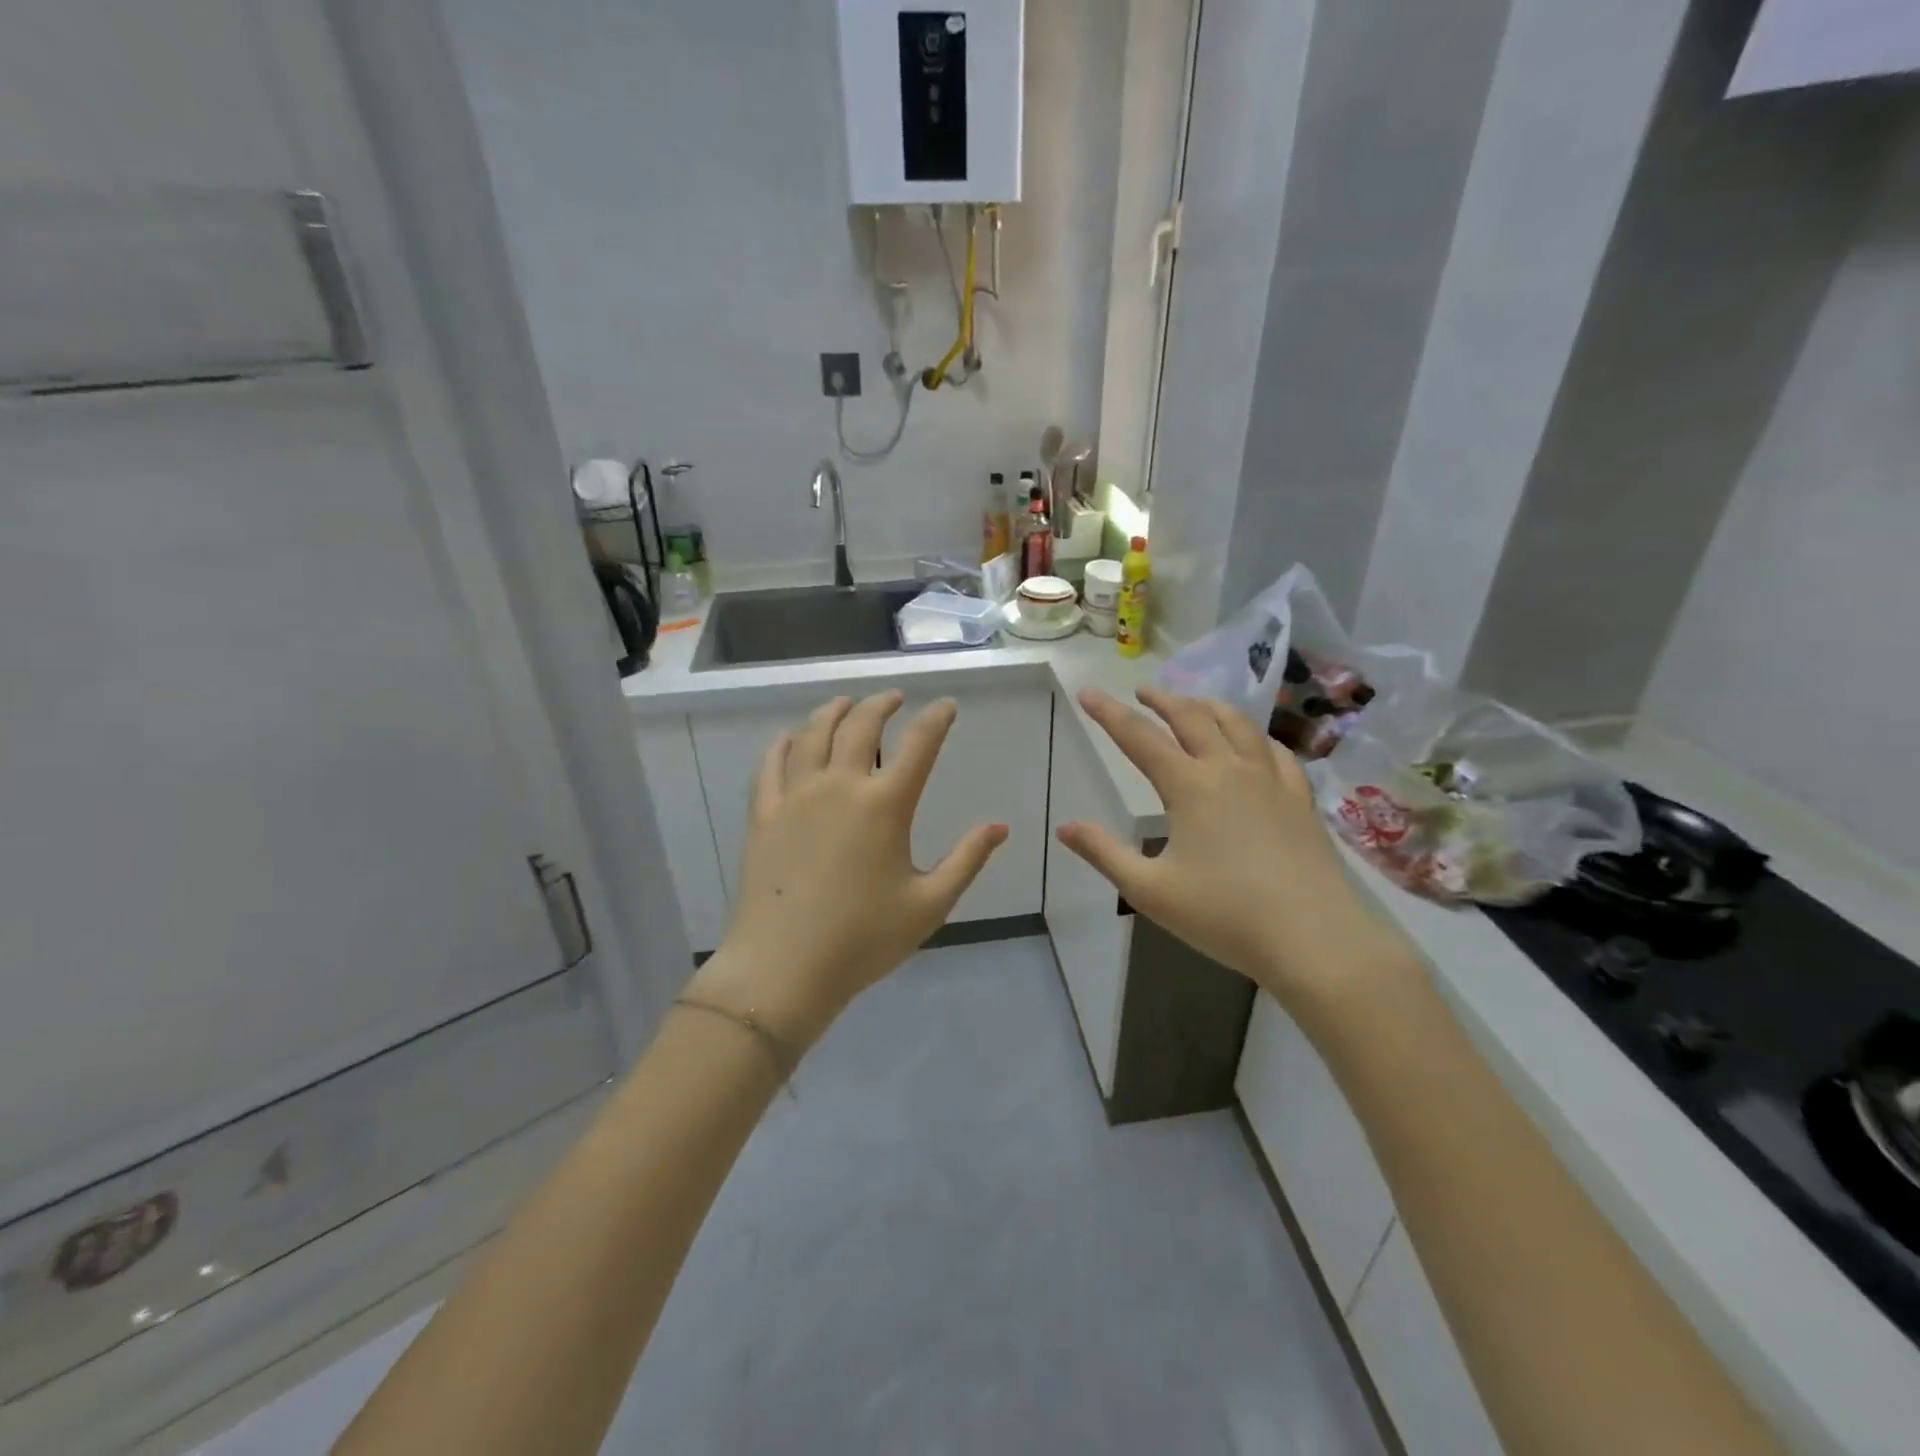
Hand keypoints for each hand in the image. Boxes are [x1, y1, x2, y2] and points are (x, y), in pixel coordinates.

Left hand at [690, 692, 1007, 1047]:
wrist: (784, 968)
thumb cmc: (864, 939)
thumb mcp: (929, 905)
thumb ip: (967, 860)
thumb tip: (1000, 826)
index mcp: (885, 805)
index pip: (919, 744)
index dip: (936, 718)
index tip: (946, 705)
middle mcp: (839, 786)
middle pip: (860, 725)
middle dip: (881, 704)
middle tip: (893, 698)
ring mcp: (796, 796)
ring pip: (813, 734)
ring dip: (833, 711)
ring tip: (846, 704)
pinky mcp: (764, 814)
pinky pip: (771, 764)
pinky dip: (784, 742)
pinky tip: (791, 737)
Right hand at [1057, 688, 1410, 1010]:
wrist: (1313, 939)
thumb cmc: (1224, 916)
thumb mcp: (1149, 890)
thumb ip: (1104, 854)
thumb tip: (1065, 827)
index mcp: (1190, 787)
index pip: (1140, 738)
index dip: (1109, 714)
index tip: (1088, 693)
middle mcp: (1229, 770)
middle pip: (1192, 719)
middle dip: (1162, 700)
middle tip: (1141, 692)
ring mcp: (1270, 781)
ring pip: (1238, 725)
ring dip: (1208, 707)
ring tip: (1193, 703)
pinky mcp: (1300, 799)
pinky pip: (1275, 752)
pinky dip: (1255, 736)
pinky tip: (1253, 743)